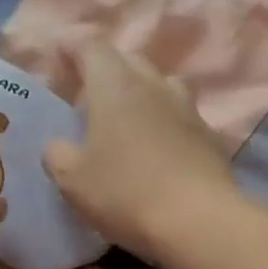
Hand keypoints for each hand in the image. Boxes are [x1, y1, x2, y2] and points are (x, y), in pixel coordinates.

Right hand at [43, 46, 237, 266]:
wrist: (199, 222)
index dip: (70, 50)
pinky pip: (180, 118)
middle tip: (88, 100)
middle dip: (106, 73)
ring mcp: (188, 109)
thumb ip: (58, 154)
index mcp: (115, 84)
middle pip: (128, 61)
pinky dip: (165, 125)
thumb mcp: (73, 180)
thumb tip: (60, 146)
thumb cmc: (126, 194)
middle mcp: (155, 84)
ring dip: (141, 97)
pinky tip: (157, 151)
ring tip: (126, 123)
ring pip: (160, 87)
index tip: (57, 65)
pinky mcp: (210, 137)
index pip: (89, 46)